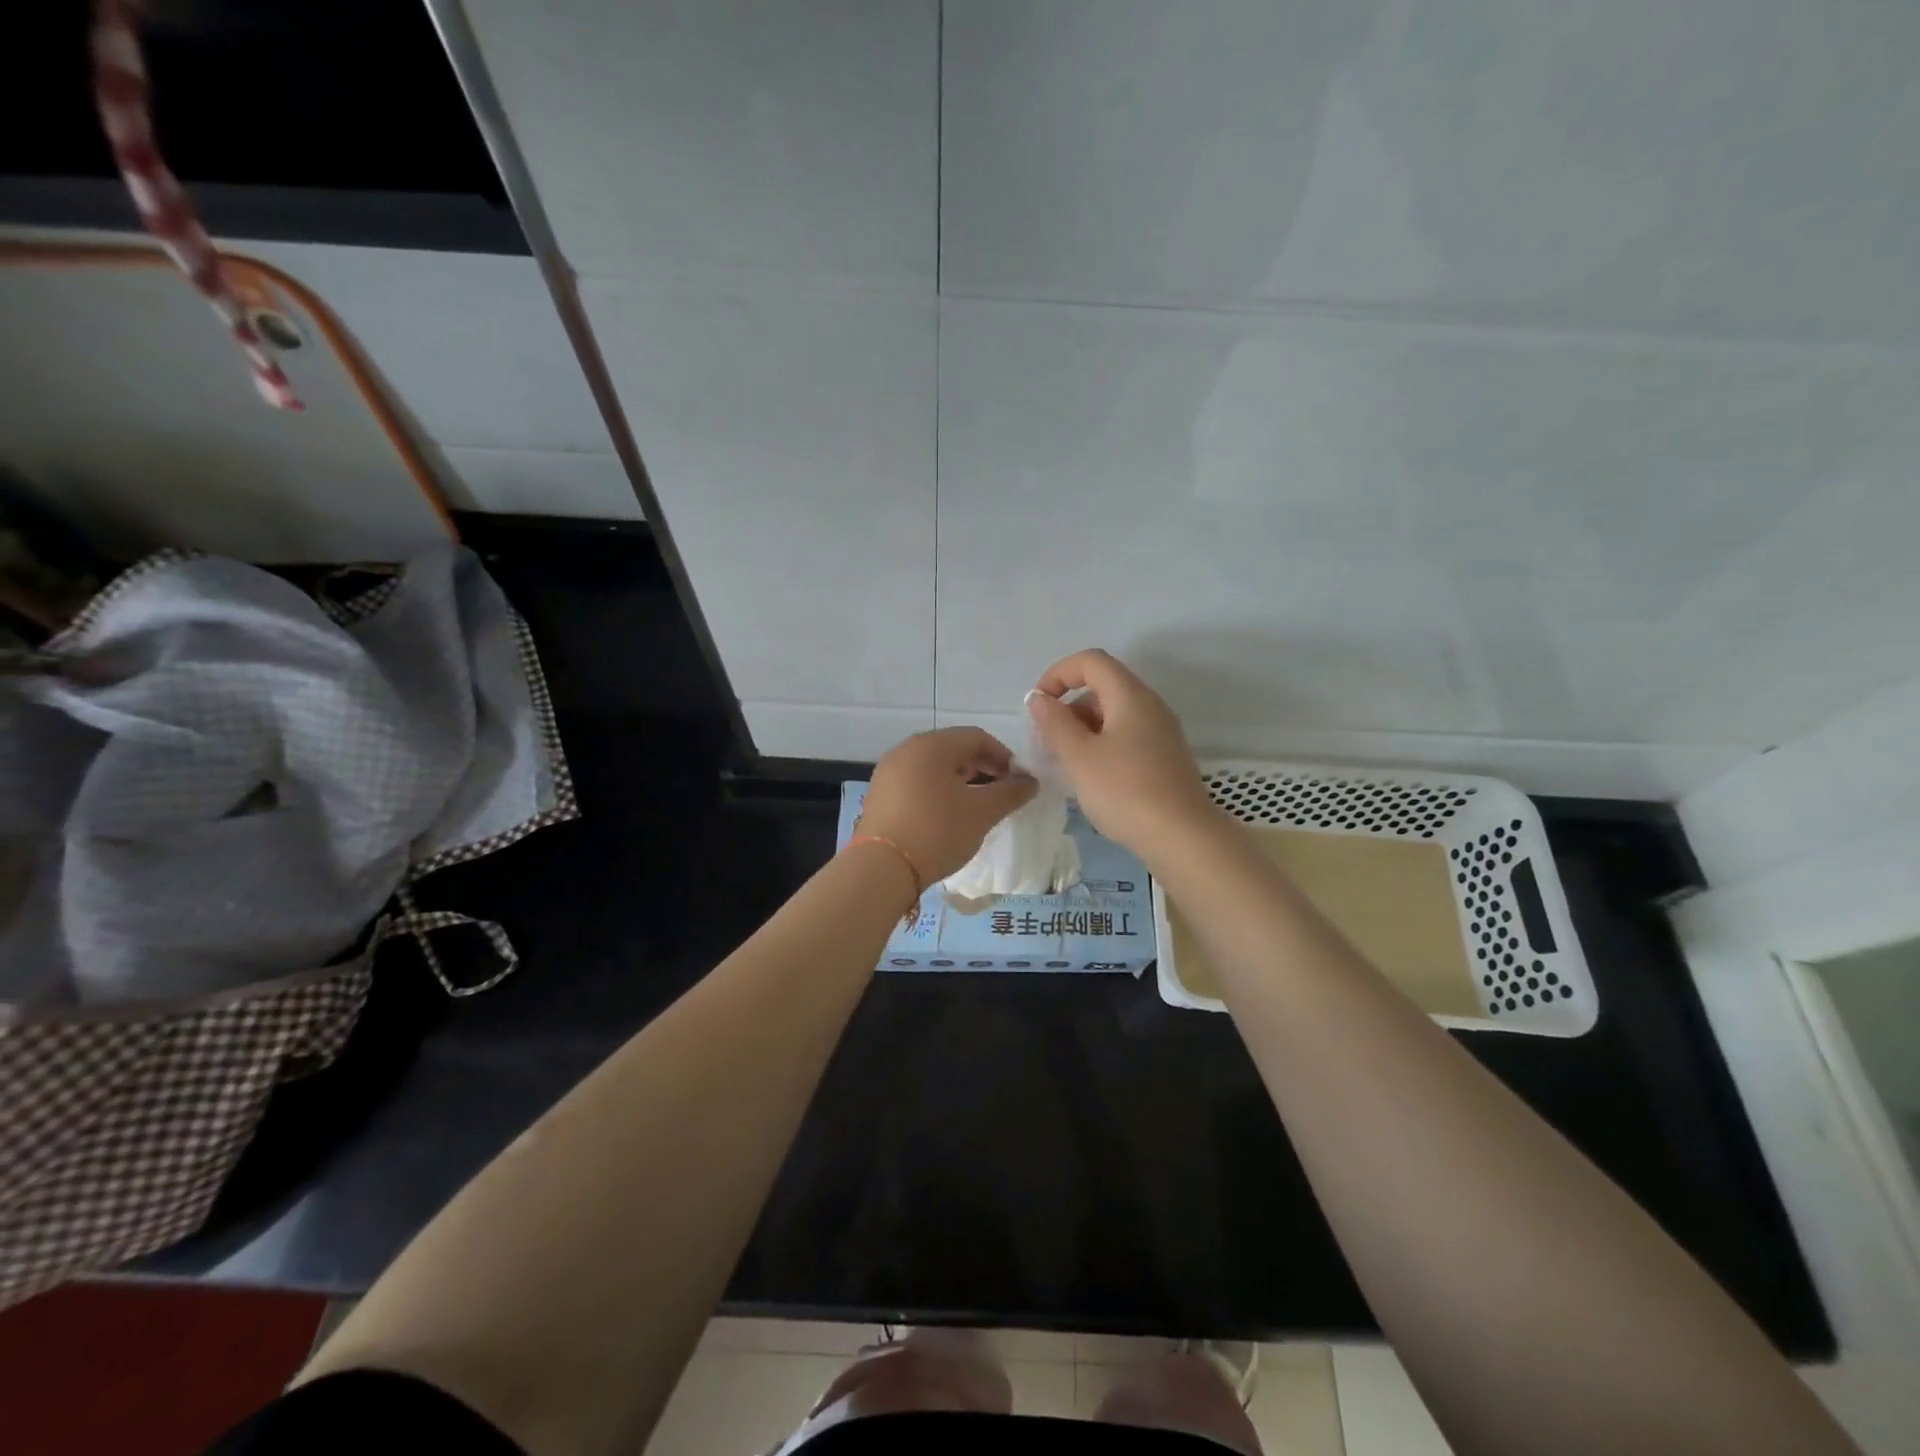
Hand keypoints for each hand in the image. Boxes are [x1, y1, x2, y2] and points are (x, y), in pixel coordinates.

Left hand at [858, 727, 1036, 883]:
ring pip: (933, 767)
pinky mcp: (879, 796)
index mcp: (931, 745)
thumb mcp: (982, 813)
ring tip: (976, 806)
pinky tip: (947, 816)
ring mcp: (888, 773)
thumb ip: (1010, 793)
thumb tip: (1030, 781)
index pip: (976, 737)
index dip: (1003, 756)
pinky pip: (916, 783)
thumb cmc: (937, 831)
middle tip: (1000, 793)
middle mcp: (906, 750)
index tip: (1018, 781)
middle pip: (953, 749)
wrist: (881, 869)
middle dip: (982, 767)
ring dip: (960, 781)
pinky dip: (937, 792)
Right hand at [1026, 649, 1216, 857]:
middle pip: (1103, 686)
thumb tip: (1039, 698)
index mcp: (1131, 696)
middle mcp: (1150, 706)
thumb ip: (1055, 722)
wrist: (1182, 837)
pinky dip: (1101, 744)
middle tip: (1047, 740)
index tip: (1038, 705)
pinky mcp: (1164, 758)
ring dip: (1083, 728)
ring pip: (1113, 714)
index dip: (1058, 674)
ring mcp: (1161, 732)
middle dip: (1068, 705)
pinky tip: (1090, 776)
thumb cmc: (1124, 791)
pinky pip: (1126, 736)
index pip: (1091, 661)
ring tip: (1064, 761)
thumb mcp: (1079, 756)